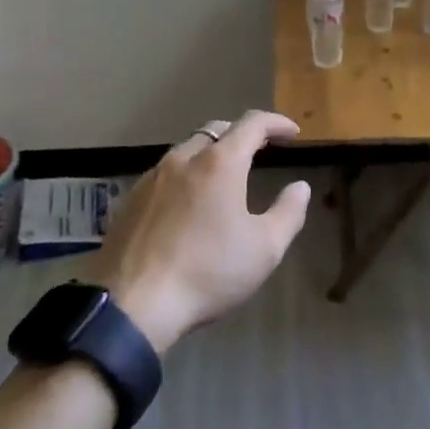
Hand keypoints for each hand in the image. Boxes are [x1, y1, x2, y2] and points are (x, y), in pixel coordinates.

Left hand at [87, 110, 310, 355]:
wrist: (132, 305)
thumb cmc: (208, 272)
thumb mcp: (264, 249)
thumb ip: (288, 213)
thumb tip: (300, 187)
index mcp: (219, 162)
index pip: (252, 124)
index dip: (276, 123)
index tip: (292, 133)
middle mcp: (183, 158)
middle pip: (216, 130)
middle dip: (242, 134)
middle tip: (261, 149)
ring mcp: (152, 177)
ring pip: (187, 150)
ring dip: (211, 153)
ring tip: (225, 175)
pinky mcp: (130, 199)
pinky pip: (166, 173)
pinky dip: (186, 175)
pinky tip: (189, 201)